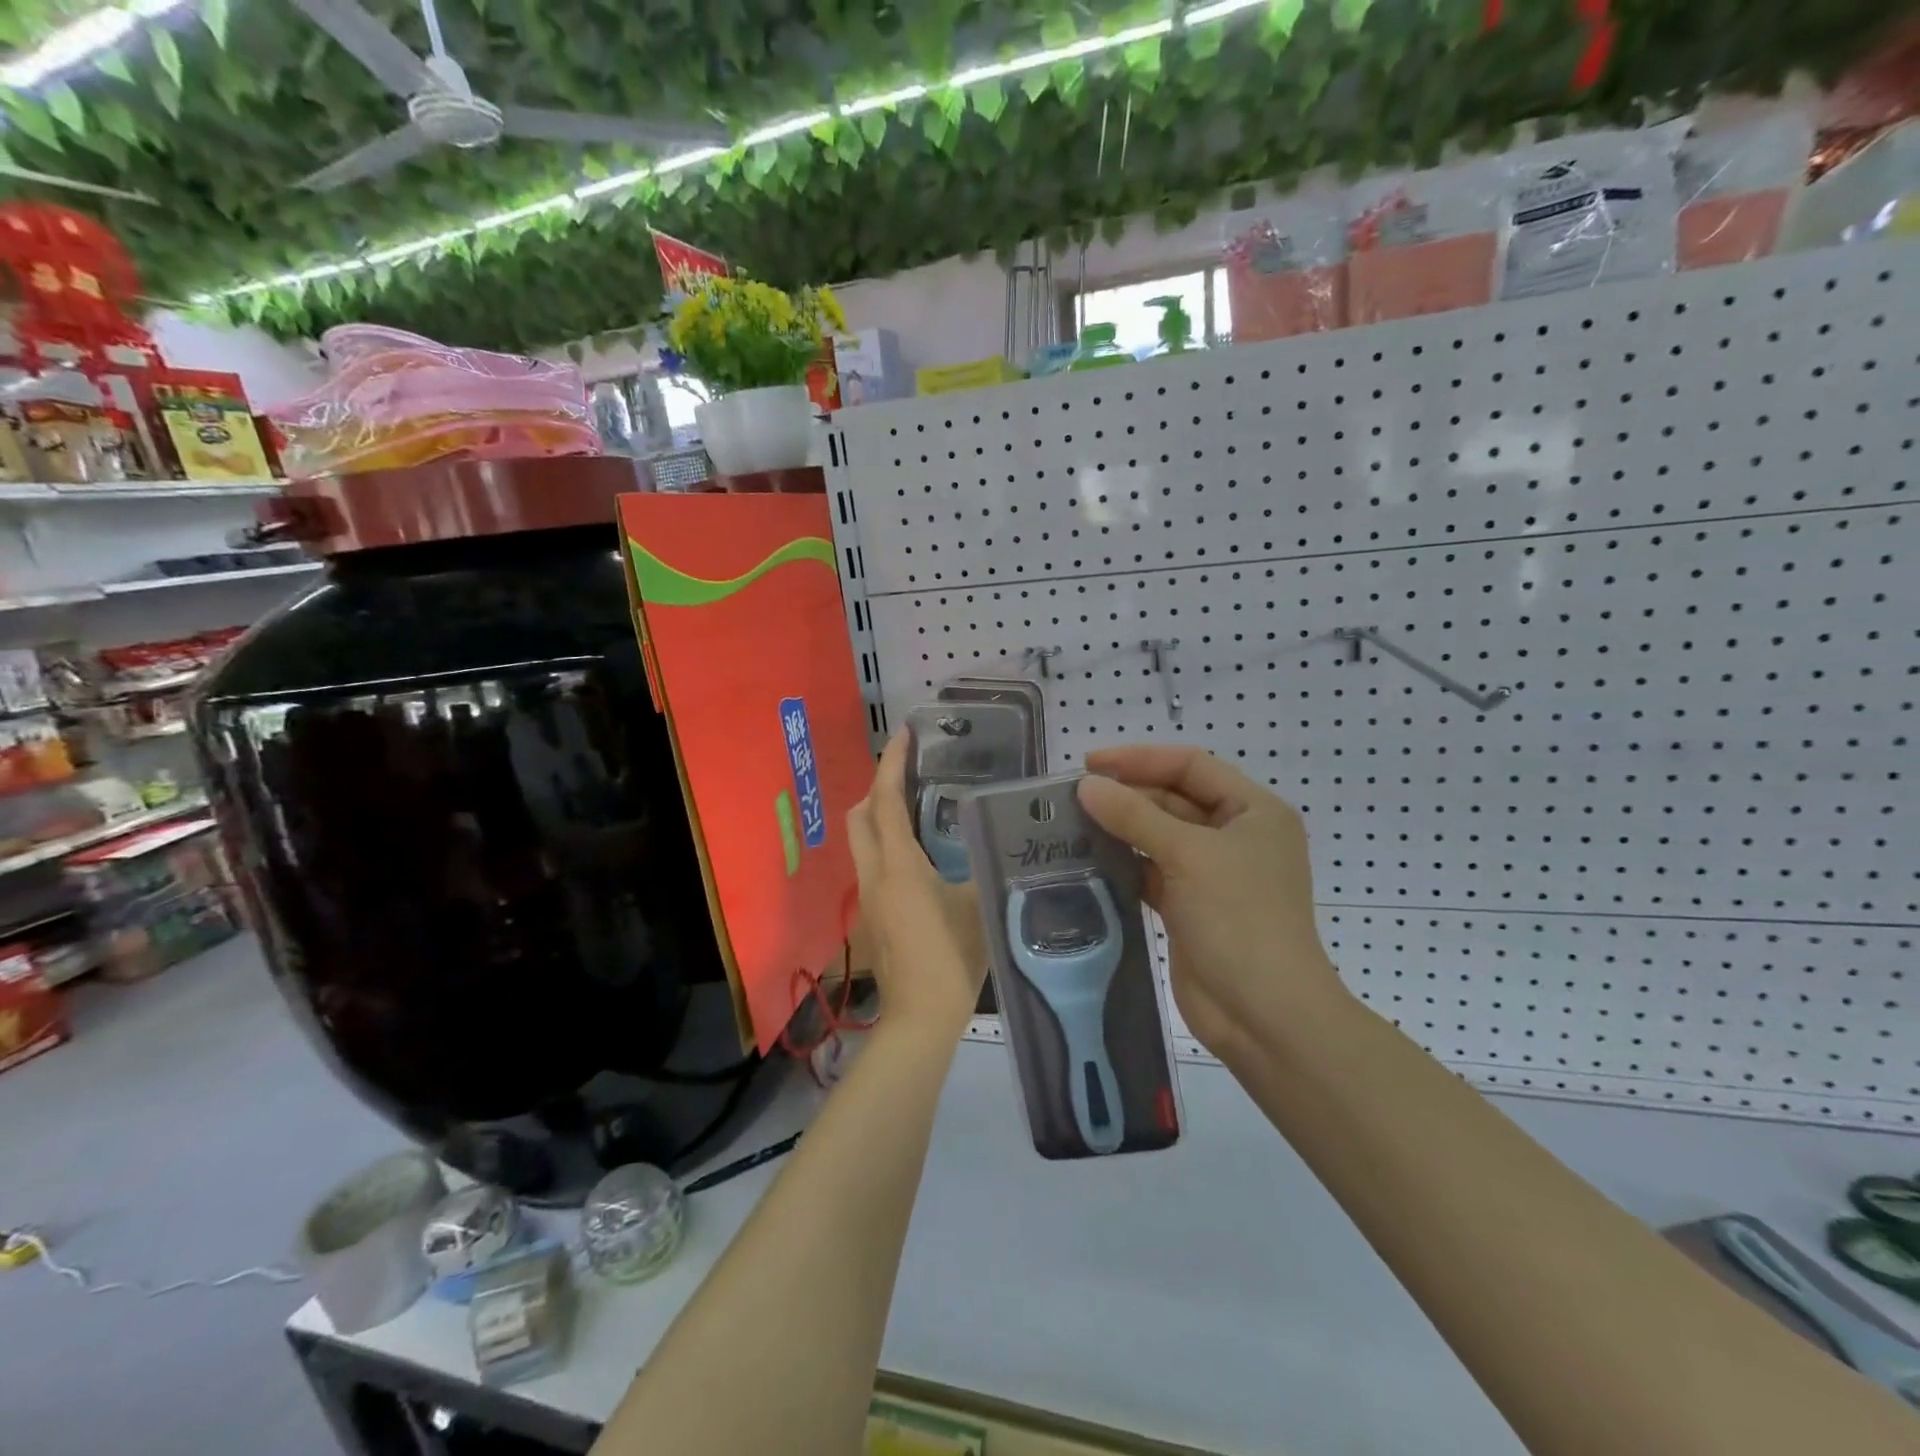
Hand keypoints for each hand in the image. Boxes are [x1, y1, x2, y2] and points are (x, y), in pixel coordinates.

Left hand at [847, 731, 986, 1034]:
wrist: (920, 1019)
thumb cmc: (952, 959)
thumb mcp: (979, 905)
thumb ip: (986, 868)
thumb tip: (1000, 842)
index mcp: (898, 865)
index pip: (886, 800)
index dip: (892, 763)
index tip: (904, 733)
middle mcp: (874, 874)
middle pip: (861, 816)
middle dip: (879, 786)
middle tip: (912, 773)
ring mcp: (868, 898)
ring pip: (863, 841)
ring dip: (881, 815)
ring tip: (919, 806)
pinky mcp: (872, 917)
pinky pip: (873, 863)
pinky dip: (888, 844)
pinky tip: (921, 854)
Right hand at [1077, 744, 1342, 1063]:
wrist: (1264, 1015)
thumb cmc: (1239, 919)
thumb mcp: (1188, 855)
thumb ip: (1135, 816)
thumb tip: (1086, 786)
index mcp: (1253, 811)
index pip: (1191, 766)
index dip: (1140, 759)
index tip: (1090, 764)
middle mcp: (1236, 836)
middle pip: (1174, 799)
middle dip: (1127, 795)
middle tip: (1073, 797)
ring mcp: (1213, 874)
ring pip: (1159, 836)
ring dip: (1121, 829)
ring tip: (1071, 823)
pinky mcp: (1190, 906)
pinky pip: (1152, 871)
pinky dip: (1124, 863)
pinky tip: (1088, 860)